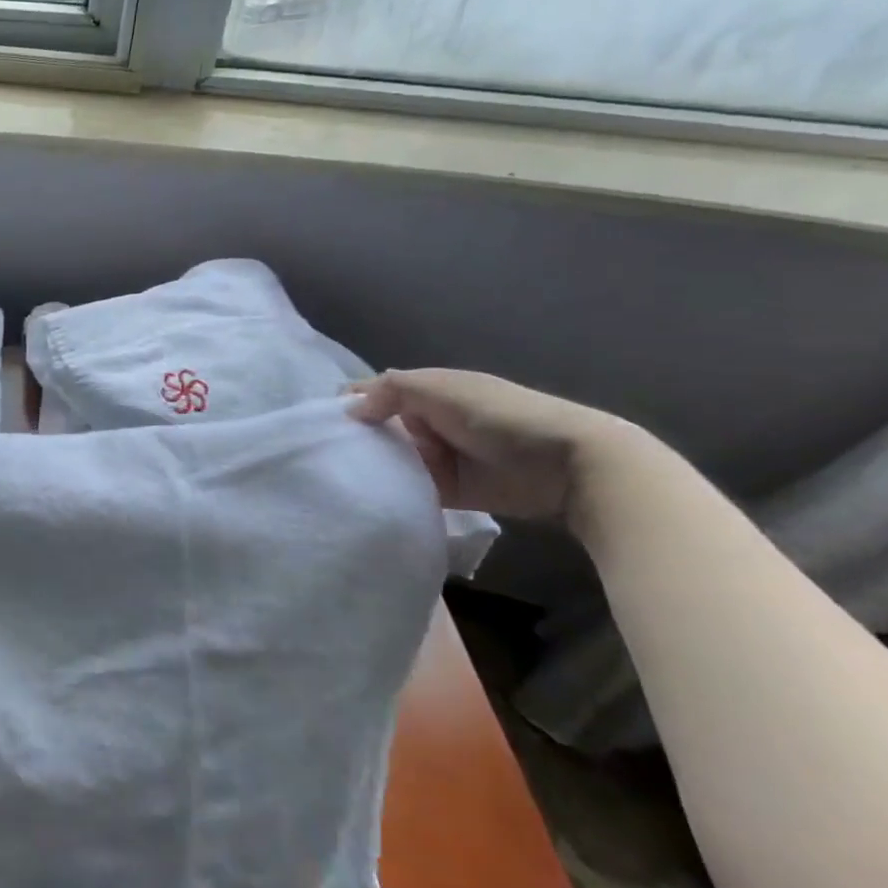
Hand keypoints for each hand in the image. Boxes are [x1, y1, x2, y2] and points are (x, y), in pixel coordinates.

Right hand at [346, 368, 636, 522]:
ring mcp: (438, 457)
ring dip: (371, 468)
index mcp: (427, 390)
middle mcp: (428, 421)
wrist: (569, 466)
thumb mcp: (441, 389)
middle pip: (378, 429)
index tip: (317, 425)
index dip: (348, 404)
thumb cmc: (501, 415)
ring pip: (391, 460)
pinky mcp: (449, 491)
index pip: (375, 393)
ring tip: (335, 480)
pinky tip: (365, 498)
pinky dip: (392, 492)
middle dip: (354, 439)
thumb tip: (350, 409)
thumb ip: (390, 391)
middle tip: (321, 457)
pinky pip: (410, 490)